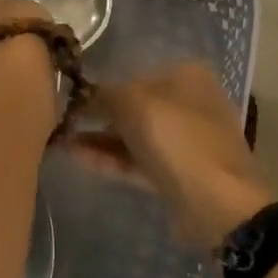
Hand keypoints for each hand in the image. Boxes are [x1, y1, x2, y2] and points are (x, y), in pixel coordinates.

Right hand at [66, 63, 274, 249]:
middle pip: (136, 105)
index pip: (136, 74)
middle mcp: (190, 104)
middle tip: (62, 121)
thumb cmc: (177, 139)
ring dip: (99, 138)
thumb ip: (104, 94)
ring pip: (135, 135)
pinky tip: (76, 158)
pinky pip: (138, 160)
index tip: (70, 97)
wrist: (217, 202)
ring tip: (60, 140)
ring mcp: (186, 142)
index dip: (103, 85)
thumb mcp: (133, 104)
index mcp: (188, 76)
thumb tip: (84, 94)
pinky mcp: (178, 174)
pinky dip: (110, 159)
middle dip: (99, 114)